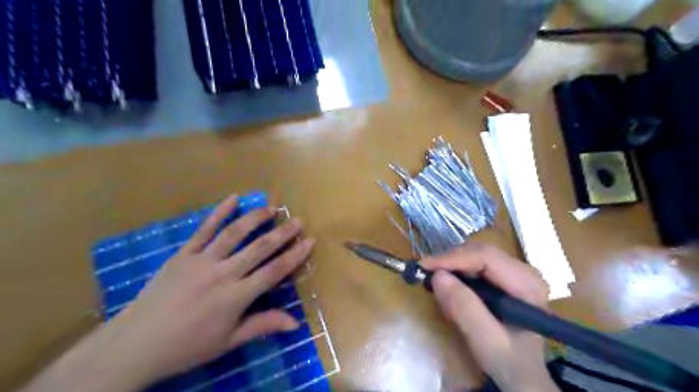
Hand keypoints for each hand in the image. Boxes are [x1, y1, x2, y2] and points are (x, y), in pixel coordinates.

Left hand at [21, 195, 315, 391]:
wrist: (135, 344)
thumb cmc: (187, 346)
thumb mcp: (228, 342)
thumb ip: (262, 326)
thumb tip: (296, 323)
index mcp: (235, 297)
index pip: (273, 271)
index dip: (294, 255)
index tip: (309, 241)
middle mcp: (222, 274)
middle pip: (259, 248)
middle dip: (282, 233)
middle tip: (298, 220)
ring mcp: (201, 260)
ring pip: (234, 233)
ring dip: (256, 218)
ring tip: (272, 207)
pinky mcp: (183, 254)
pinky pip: (203, 229)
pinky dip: (219, 212)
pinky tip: (233, 198)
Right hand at [424, 243, 559, 389]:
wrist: (523, 374)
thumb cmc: (508, 361)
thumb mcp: (486, 341)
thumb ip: (465, 309)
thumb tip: (437, 276)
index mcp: (528, 285)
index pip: (486, 257)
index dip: (453, 258)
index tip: (424, 266)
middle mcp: (525, 271)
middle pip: (480, 252)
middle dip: (451, 261)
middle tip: (426, 274)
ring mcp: (515, 272)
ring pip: (475, 254)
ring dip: (452, 266)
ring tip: (437, 283)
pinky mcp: (504, 276)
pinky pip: (475, 263)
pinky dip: (457, 272)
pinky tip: (450, 286)